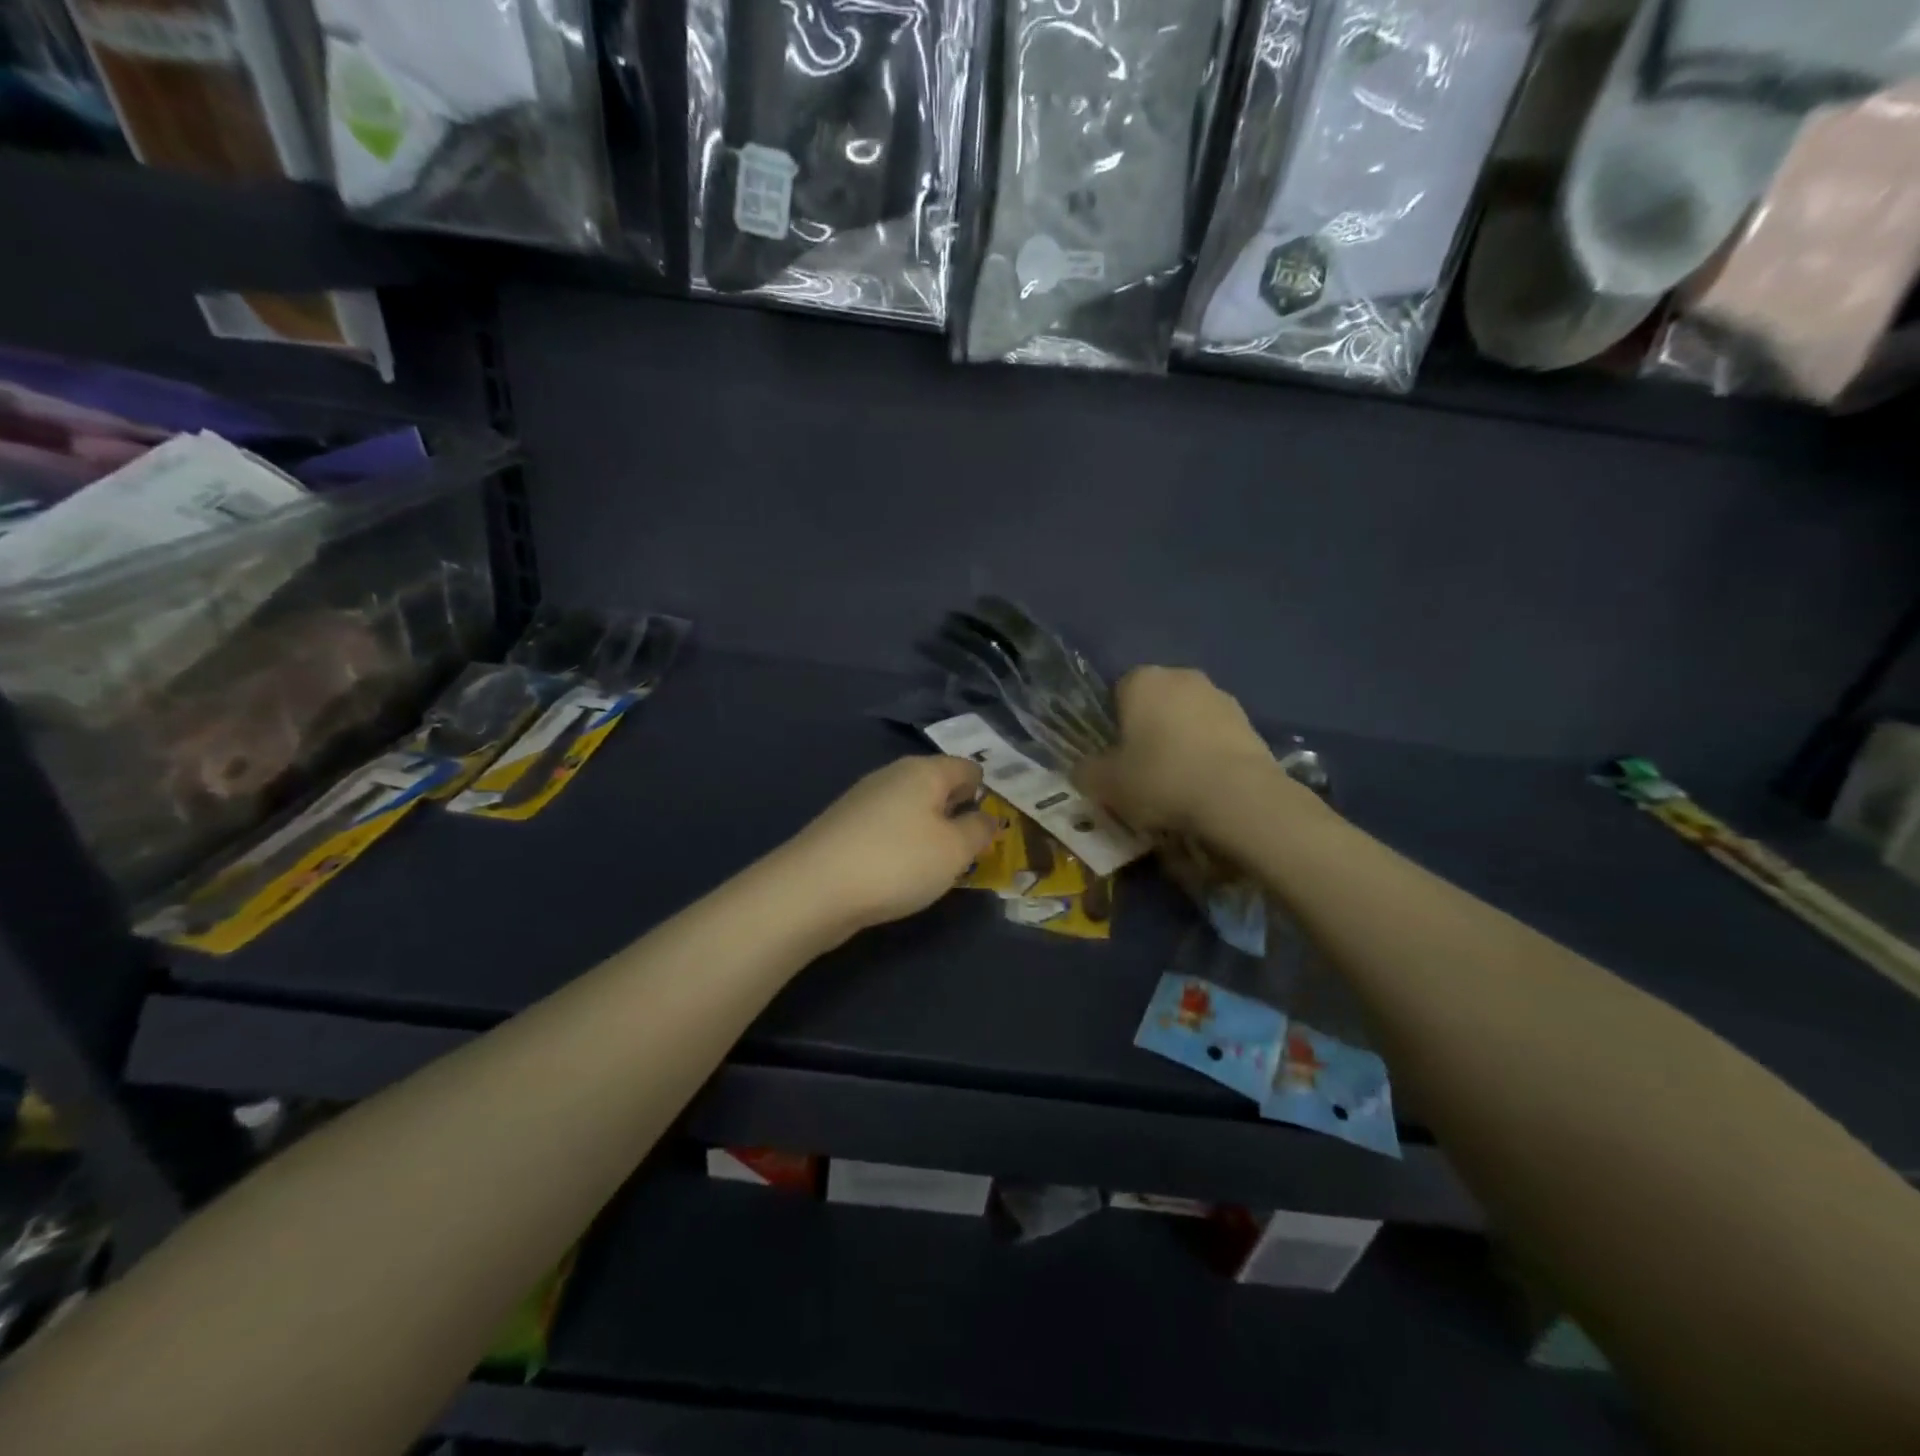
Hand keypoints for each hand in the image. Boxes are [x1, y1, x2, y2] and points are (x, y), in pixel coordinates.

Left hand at [782, 756, 994, 934]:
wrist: (813, 890)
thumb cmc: (897, 862)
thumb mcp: (954, 850)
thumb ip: (978, 830)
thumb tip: (986, 817)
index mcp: (923, 771)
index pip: (967, 768)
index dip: (986, 793)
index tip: (994, 827)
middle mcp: (892, 776)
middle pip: (937, 786)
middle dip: (957, 814)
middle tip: (972, 850)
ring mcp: (863, 800)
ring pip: (912, 808)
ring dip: (929, 832)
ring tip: (939, 867)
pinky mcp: (844, 827)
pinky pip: (888, 828)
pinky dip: (902, 845)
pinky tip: (901, 873)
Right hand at [1078, 667, 1282, 836]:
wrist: (1238, 797)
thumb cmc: (1160, 778)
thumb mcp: (1106, 783)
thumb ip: (1086, 771)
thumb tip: (1083, 769)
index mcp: (1142, 680)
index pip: (1117, 693)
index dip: (1114, 727)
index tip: (1116, 758)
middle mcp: (1182, 676)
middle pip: (1155, 704)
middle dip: (1148, 731)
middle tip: (1143, 773)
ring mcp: (1221, 697)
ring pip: (1187, 720)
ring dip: (1180, 743)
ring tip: (1178, 786)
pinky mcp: (1250, 723)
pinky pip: (1215, 737)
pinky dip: (1208, 756)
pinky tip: (1205, 787)